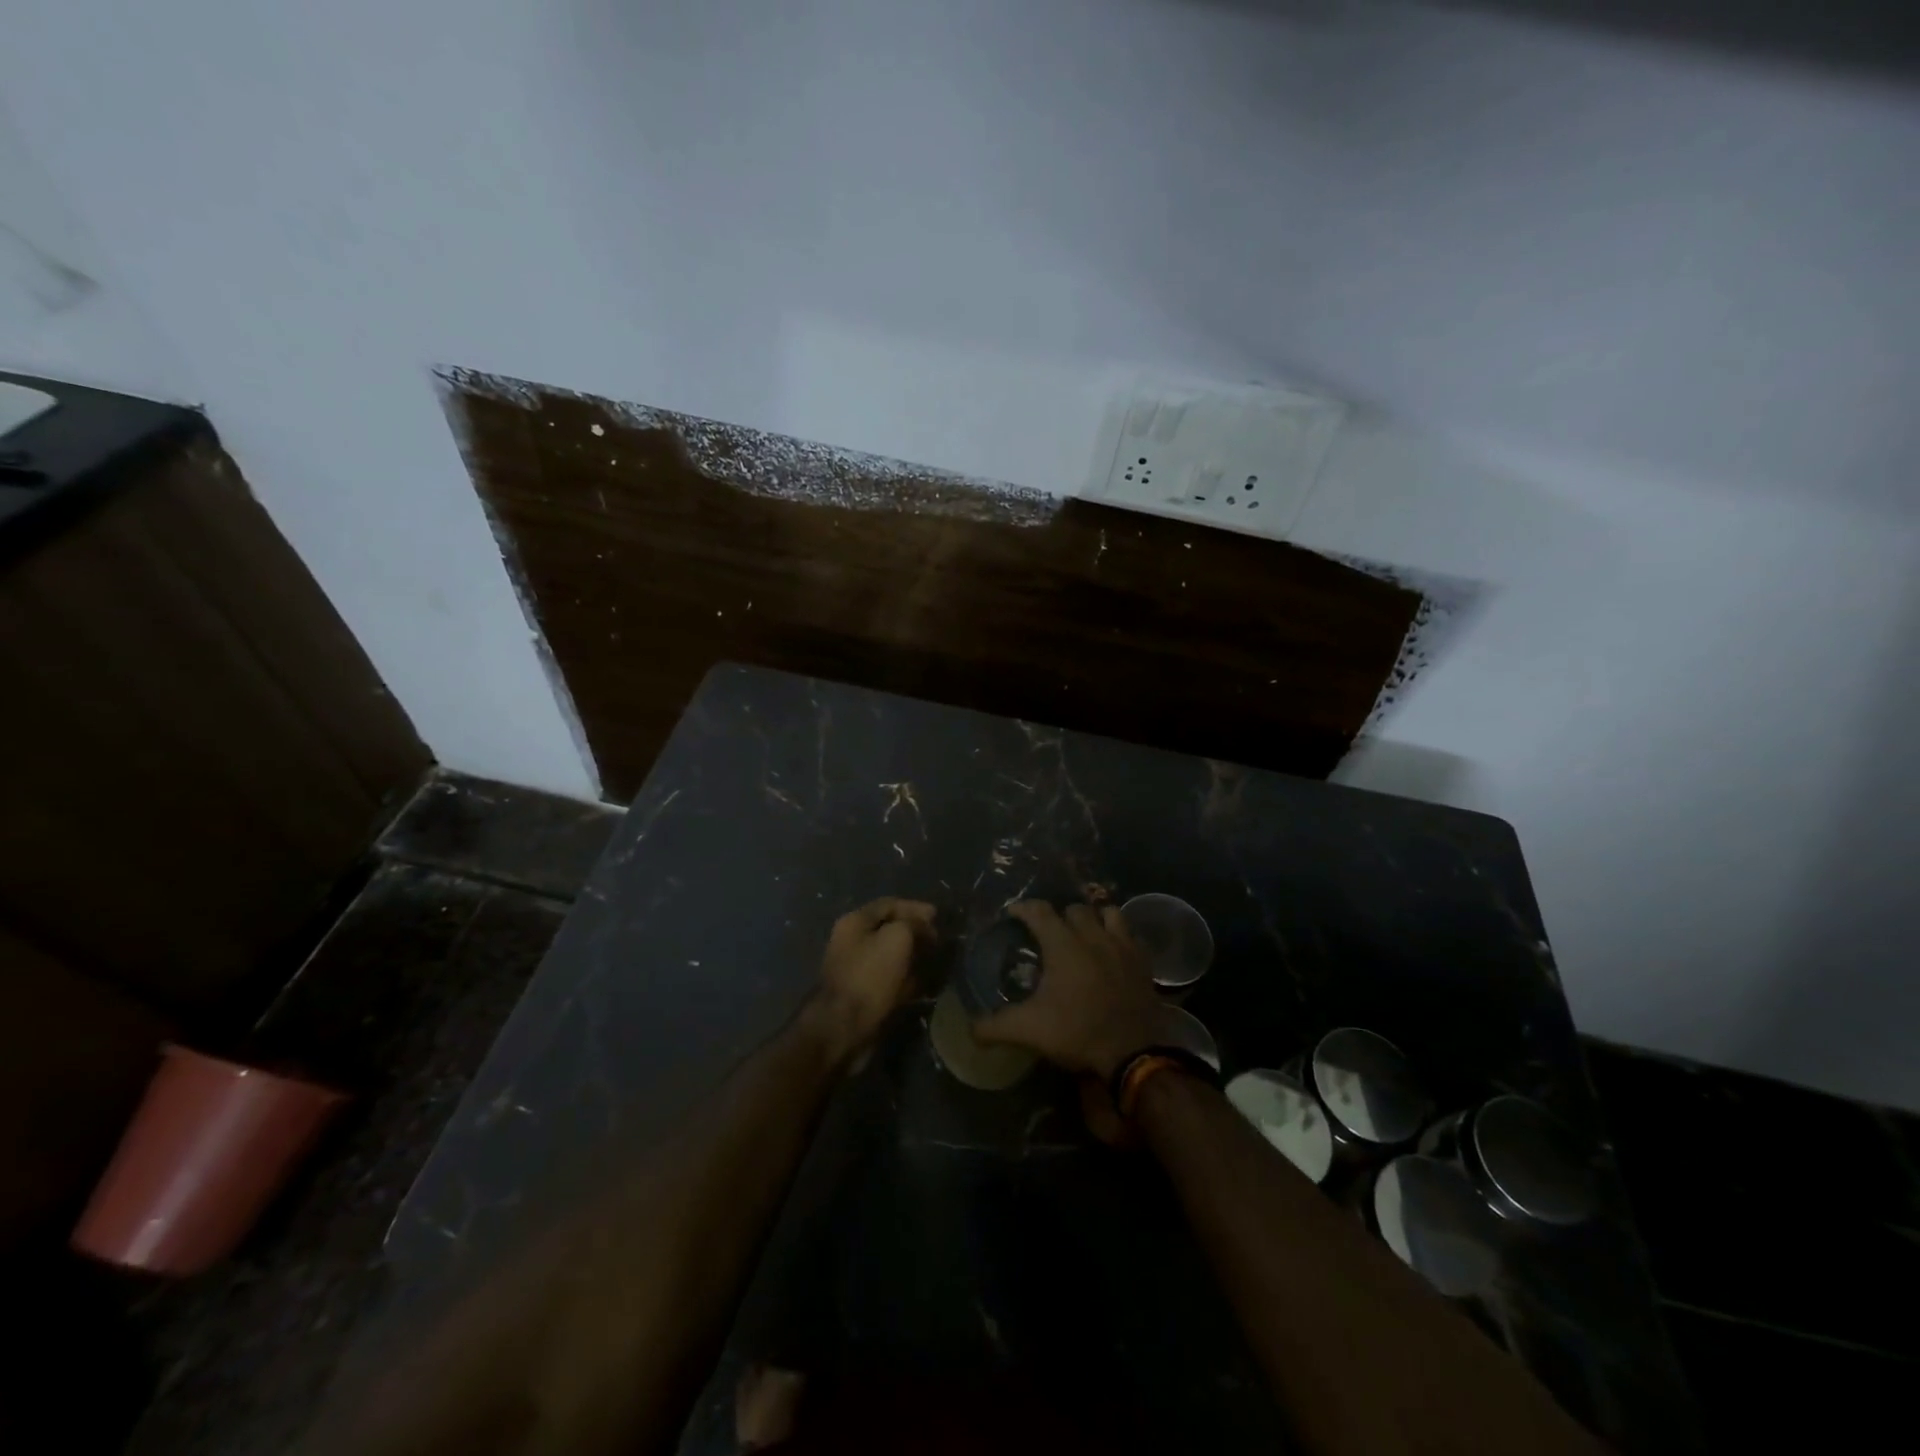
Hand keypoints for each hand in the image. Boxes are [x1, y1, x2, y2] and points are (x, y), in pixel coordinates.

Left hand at [803, 897, 936, 1063]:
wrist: (843, 1028)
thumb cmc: (870, 976)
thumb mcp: (897, 938)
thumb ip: (913, 924)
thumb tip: (923, 927)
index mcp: (855, 922)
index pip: (889, 905)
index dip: (915, 908)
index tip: (938, 917)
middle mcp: (853, 942)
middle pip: (890, 930)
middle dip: (917, 933)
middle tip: (939, 942)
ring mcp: (858, 969)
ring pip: (893, 956)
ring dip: (915, 957)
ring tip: (937, 962)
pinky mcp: (865, 995)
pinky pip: (891, 980)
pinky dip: (908, 980)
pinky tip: (926, 984)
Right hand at [973, 901, 1166, 1080]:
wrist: (1133, 1052)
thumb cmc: (1078, 1032)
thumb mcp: (1029, 1031)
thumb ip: (995, 1026)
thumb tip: (970, 1028)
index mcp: (1063, 945)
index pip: (1039, 910)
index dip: (1023, 908)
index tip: (1012, 914)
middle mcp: (1093, 936)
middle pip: (1074, 909)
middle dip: (1059, 916)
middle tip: (1049, 934)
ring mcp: (1122, 945)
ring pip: (1108, 913)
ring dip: (1094, 919)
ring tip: (1084, 934)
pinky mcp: (1143, 960)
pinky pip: (1130, 934)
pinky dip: (1119, 936)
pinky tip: (1112, 952)